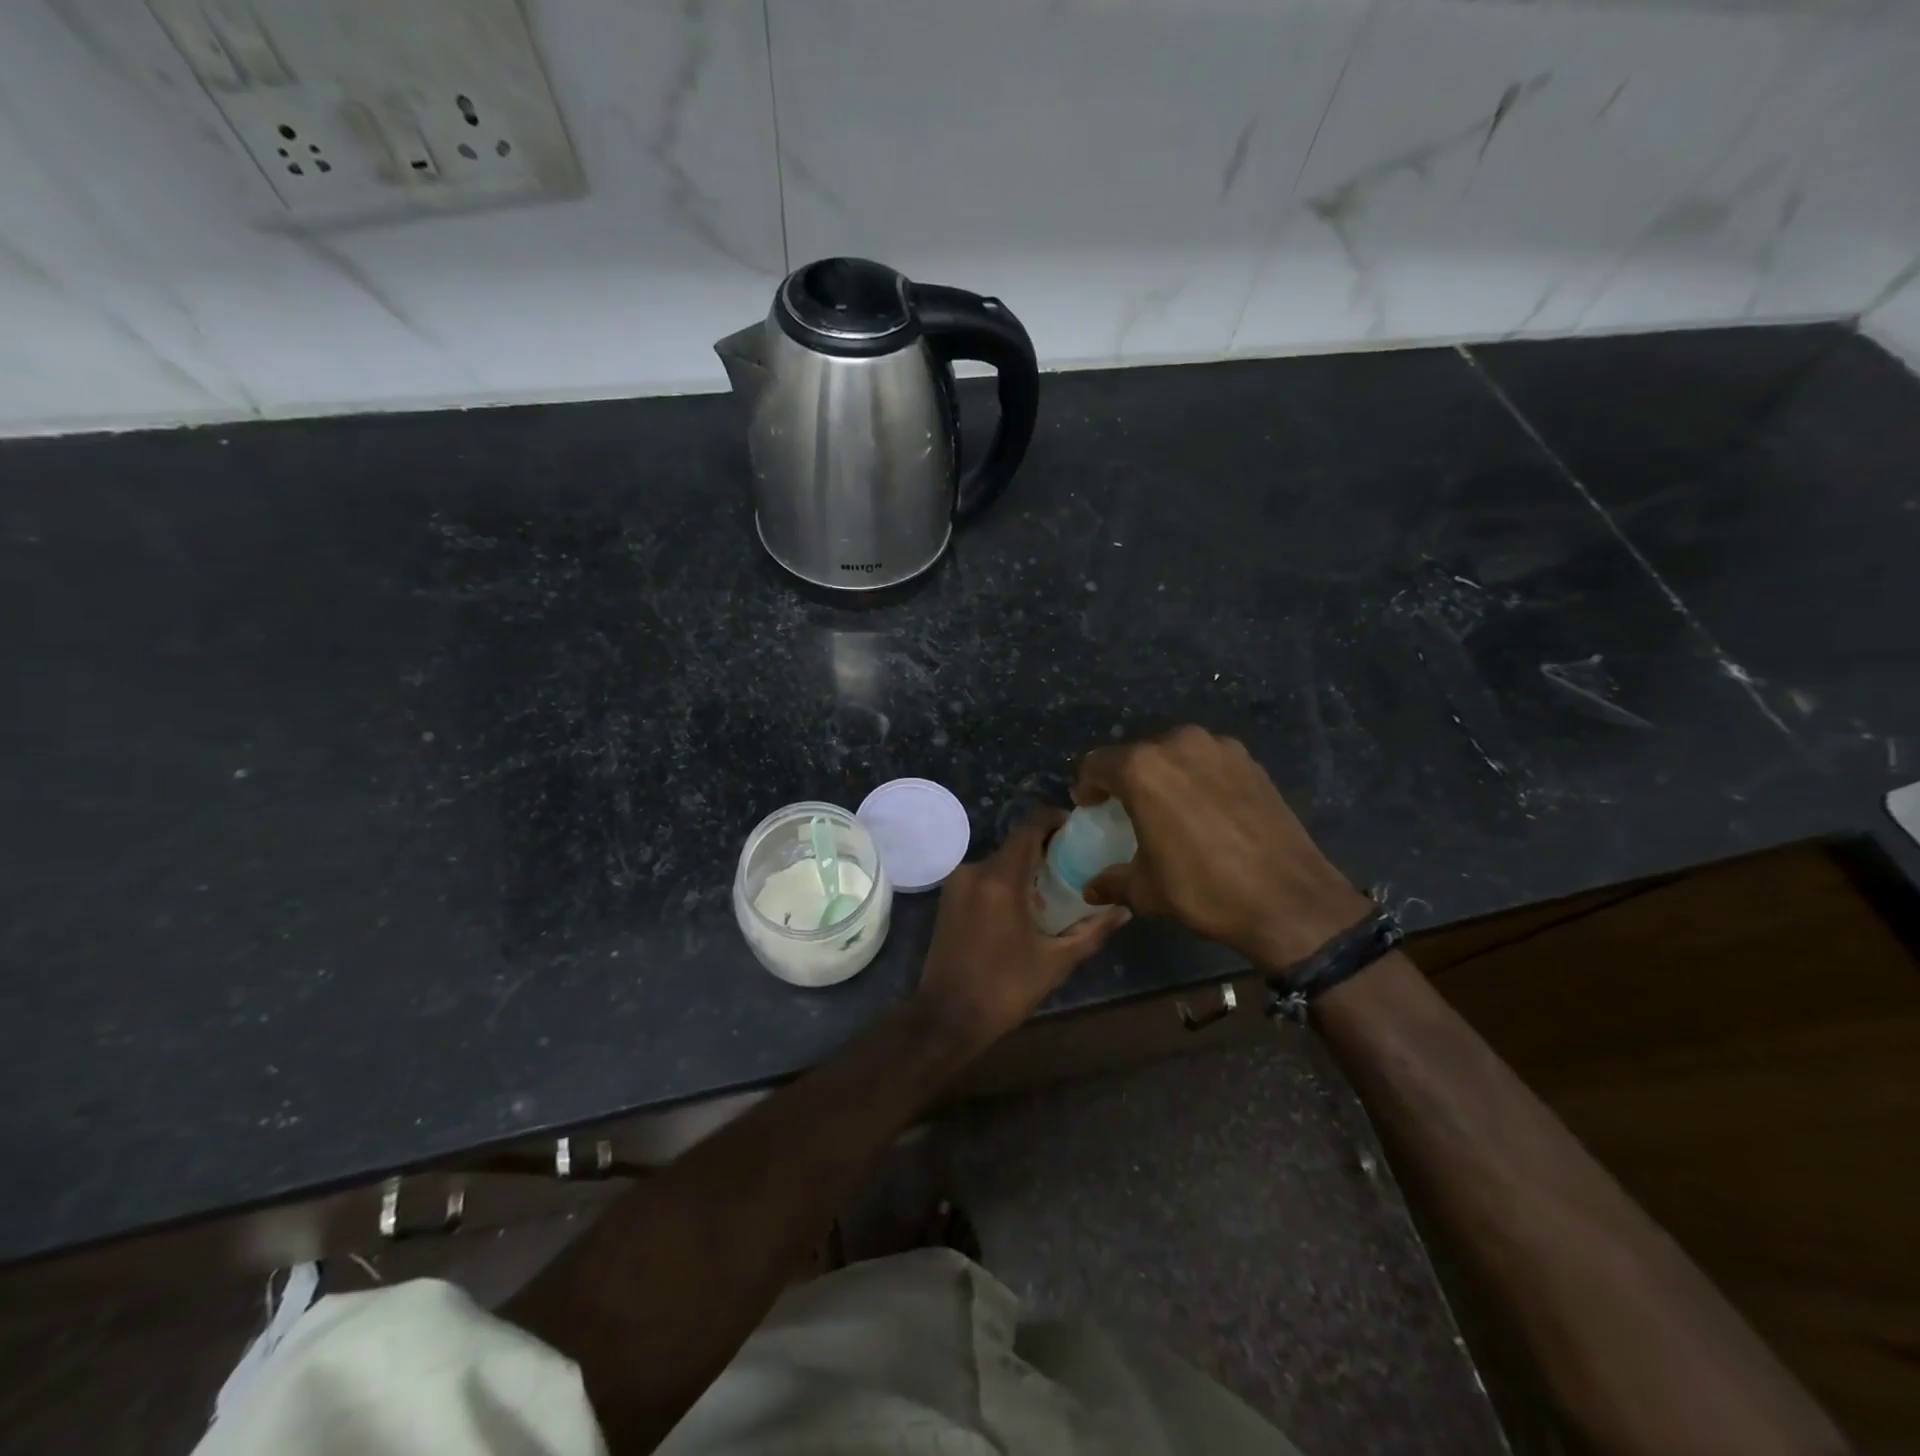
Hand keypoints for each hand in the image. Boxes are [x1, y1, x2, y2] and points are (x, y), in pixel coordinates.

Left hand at [917, 810, 1130, 1045]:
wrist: (947, 1017)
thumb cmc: (1004, 989)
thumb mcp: (1056, 962)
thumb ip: (1091, 932)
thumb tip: (1124, 910)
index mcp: (1001, 879)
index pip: (1029, 827)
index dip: (1054, 820)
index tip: (1078, 829)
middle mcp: (975, 870)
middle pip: (1016, 844)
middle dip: (1045, 848)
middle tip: (1077, 863)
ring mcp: (957, 884)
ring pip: (999, 861)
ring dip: (1025, 867)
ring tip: (1055, 887)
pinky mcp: (948, 899)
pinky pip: (984, 877)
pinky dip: (1006, 881)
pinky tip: (1025, 905)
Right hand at [1075, 726, 1370, 969]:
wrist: (1289, 899)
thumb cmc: (1204, 890)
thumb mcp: (1147, 891)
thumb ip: (1112, 880)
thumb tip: (1092, 887)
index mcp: (1142, 769)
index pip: (1097, 764)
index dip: (1088, 786)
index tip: (1092, 808)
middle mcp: (1178, 744)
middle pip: (1137, 754)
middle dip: (1127, 779)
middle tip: (1129, 810)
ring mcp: (1219, 748)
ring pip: (1175, 753)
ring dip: (1165, 775)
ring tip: (1171, 808)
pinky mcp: (1250, 761)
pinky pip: (1208, 762)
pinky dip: (1198, 778)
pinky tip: (1207, 810)